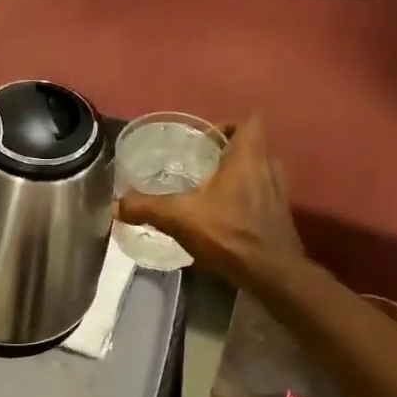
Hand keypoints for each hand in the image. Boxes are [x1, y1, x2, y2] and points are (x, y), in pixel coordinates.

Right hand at [116, 115, 303, 285]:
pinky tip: (223, 216)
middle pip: (251, 148)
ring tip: (209, 191)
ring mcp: (279, 193)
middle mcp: (269, 168)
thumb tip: (116, 205)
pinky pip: (262, 195)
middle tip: (199, 165)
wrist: (271, 274)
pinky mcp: (280, 216)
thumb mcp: (179, 218)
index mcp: (248, 157)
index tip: (204, 141)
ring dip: (237, 177)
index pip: (249, 122)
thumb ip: (146, 207)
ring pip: (258, 172)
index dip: (228, 126)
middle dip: (226, 153)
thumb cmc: (229, 234)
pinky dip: (245, 199)